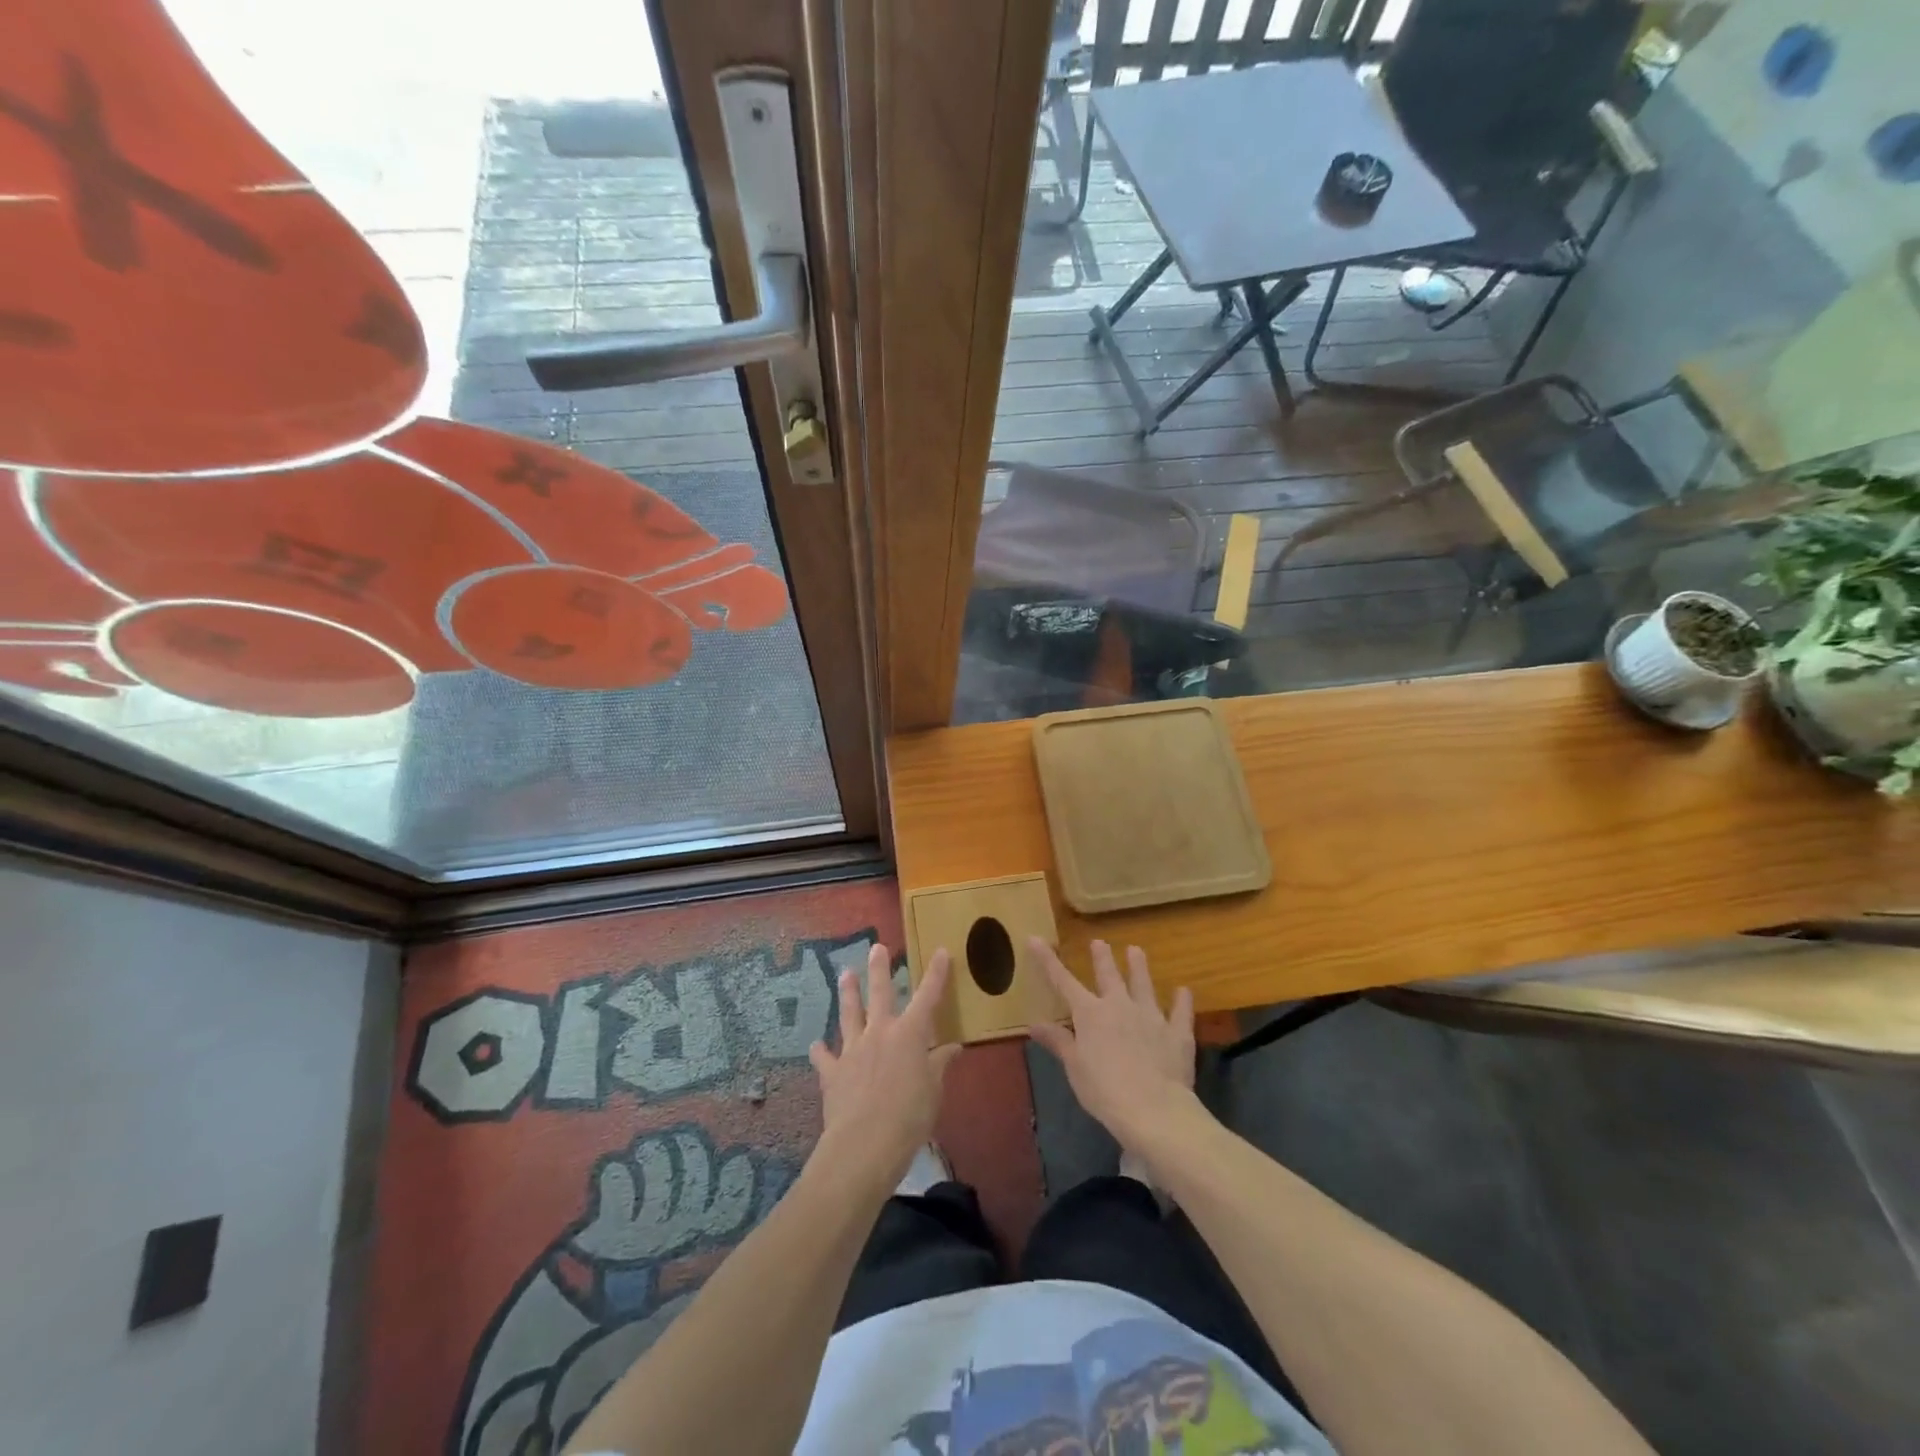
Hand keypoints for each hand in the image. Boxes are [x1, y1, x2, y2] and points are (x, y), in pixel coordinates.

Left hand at [809, 942, 959, 1191]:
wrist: (864, 1144)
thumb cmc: (909, 1117)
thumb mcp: (934, 1091)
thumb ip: (940, 1065)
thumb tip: (953, 1047)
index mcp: (910, 1034)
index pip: (928, 996)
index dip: (936, 974)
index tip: (941, 951)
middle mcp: (880, 1033)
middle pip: (880, 993)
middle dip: (879, 969)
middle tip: (876, 947)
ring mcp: (853, 1050)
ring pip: (849, 1014)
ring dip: (848, 994)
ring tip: (845, 974)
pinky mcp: (832, 1072)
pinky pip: (824, 1057)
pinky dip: (820, 1051)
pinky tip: (815, 1045)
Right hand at [1029, 939, 1195, 1153]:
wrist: (1154, 1109)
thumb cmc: (1104, 1090)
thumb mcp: (1074, 1067)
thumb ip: (1058, 1041)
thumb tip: (1034, 1024)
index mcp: (1090, 1013)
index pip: (1063, 981)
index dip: (1047, 960)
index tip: (1035, 938)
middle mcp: (1120, 1006)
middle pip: (1109, 976)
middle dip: (1102, 958)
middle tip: (1099, 941)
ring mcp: (1151, 1016)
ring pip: (1144, 985)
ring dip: (1139, 967)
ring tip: (1136, 950)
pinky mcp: (1177, 1033)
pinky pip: (1180, 1012)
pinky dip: (1182, 1001)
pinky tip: (1184, 991)